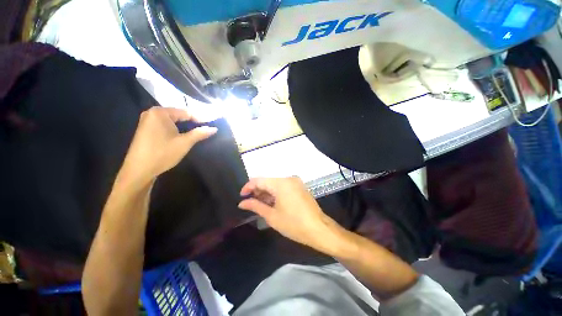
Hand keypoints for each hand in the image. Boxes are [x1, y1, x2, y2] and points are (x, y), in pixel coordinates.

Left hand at [119, 107, 216, 186]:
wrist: (139, 170)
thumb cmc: (163, 153)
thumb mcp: (184, 143)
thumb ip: (200, 133)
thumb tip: (214, 128)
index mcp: (161, 112)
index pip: (186, 112)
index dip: (200, 119)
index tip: (211, 126)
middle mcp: (152, 113)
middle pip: (178, 115)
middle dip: (192, 123)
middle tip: (204, 130)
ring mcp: (147, 121)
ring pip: (172, 121)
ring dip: (184, 126)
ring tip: (196, 133)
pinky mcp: (145, 129)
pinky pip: (164, 125)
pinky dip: (175, 129)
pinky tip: (181, 135)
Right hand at [238, 177, 342, 252]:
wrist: (318, 229)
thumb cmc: (294, 224)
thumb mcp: (272, 216)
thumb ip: (255, 206)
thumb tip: (242, 203)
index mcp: (281, 183)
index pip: (259, 180)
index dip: (248, 187)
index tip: (242, 197)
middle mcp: (288, 178)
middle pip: (267, 181)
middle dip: (258, 191)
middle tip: (250, 203)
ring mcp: (295, 182)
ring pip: (275, 184)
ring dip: (266, 192)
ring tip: (260, 205)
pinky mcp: (299, 186)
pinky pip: (283, 186)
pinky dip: (275, 193)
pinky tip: (272, 203)